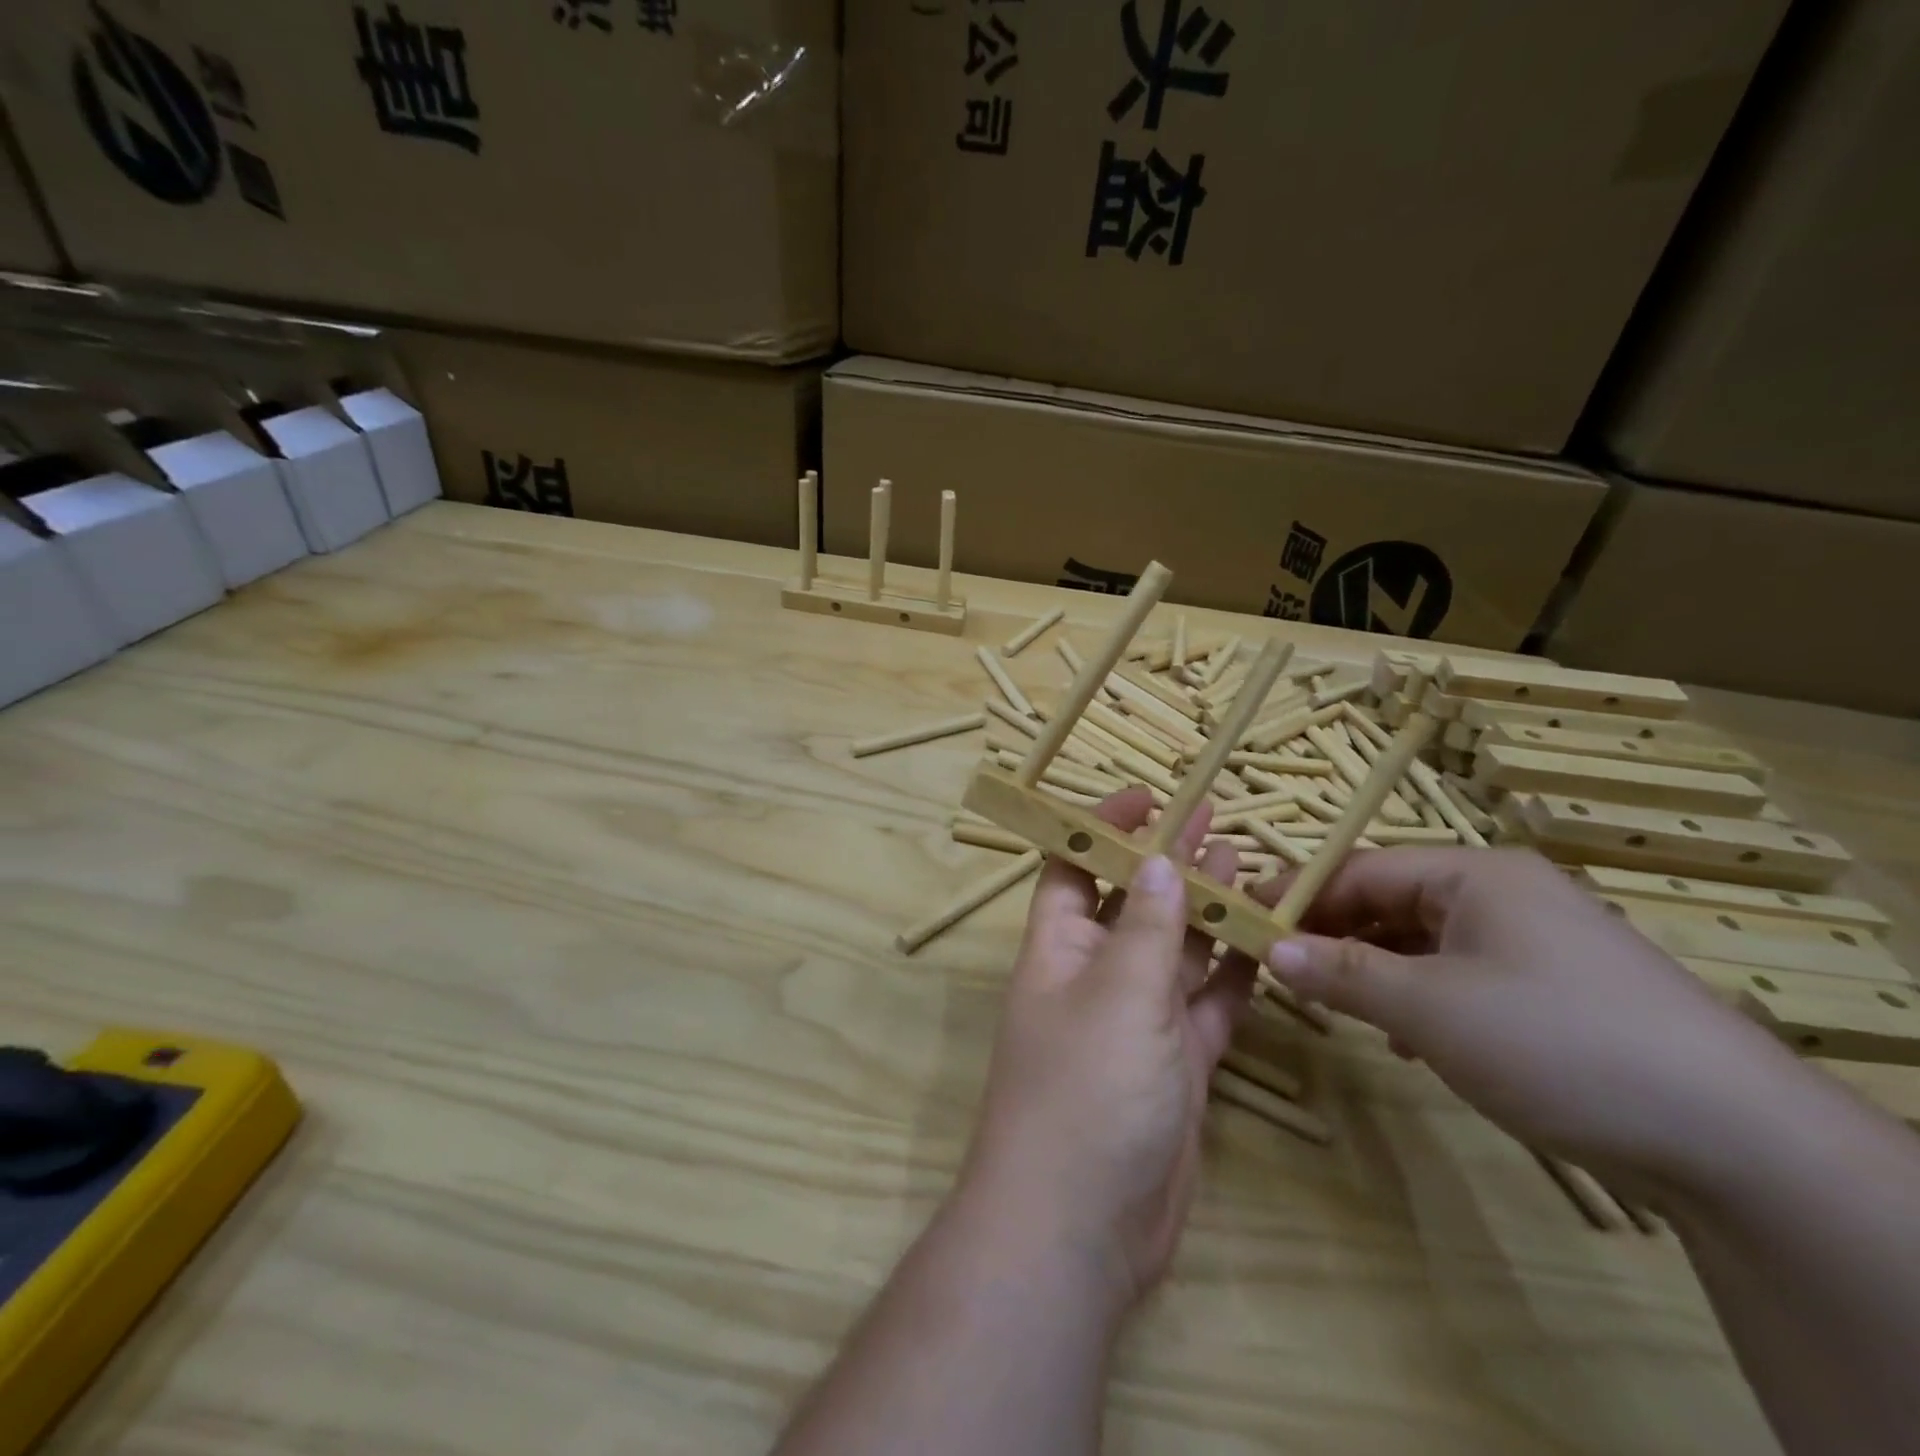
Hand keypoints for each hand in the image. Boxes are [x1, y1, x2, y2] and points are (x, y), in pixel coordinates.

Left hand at [960, 789, 1254, 1312]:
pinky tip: (1263, 940)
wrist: (1082, 1228)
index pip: (1072, 867)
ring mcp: (1138, 1022)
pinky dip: (1233, 975)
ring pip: (1177, 952)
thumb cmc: (1084, 1091)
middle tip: (1214, 819)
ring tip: (1244, 862)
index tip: (1145, 795)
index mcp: (1059, 947)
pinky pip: (1208, 1006)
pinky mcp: (1177, 1066)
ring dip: (1207, 912)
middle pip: (1134, 903)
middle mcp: (1095, 976)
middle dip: (1168, 862)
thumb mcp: (1116, 995)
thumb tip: (1159, 859)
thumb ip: (1144, 927)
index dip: (1101, 828)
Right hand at [1259, 848, 1802, 1197]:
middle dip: (1334, 934)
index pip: (1361, 869)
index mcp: (1473, 874)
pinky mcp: (1554, 990)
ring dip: (1373, 970)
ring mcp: (1533, 942)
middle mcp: (1502, 893)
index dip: (1300, 894)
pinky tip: (1408, 1040)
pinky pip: (1460, 975)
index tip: (1246, 918)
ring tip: (1334, 1004)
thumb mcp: (1429, 1006)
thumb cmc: (1555, 1040)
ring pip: (1423, 942)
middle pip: (1391, 901)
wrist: (1736, 1141)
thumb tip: (1268, 950)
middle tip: (1280, 966)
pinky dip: (1420, 997)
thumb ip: (1342, 973)